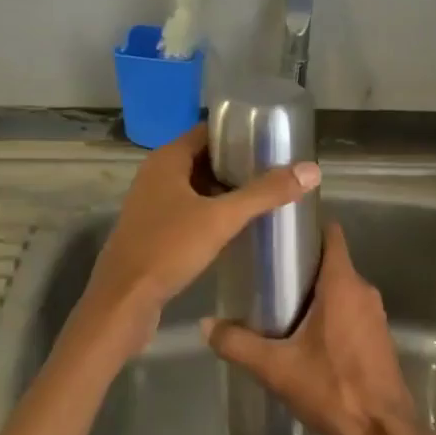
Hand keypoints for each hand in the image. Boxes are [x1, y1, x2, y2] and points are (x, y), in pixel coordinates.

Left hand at [85, 125, 319, 325]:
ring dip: (226, 190)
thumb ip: (265, 193)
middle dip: (238, 164)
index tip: (272, 142)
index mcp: (167, 160)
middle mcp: (156, 175)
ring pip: (197, 187)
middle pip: (204, 159)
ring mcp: (152, 204)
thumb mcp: (221, 218)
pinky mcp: (154, 230)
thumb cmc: (168, 249)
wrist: (123, 302)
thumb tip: (311, 170)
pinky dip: (212, 212)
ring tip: (265, 196)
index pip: (207, 132)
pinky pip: (189, 210)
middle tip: (276, 171)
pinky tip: (238, 226)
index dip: (238, 134)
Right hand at [203, 223, 415, 434]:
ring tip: (280, 303)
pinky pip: (351, 309)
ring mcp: (375, 314)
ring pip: (341, 287)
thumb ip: (237, 344)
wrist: (383, 432)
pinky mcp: (378, 336)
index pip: (331, 234)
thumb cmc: (332, 387)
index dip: (308, 226)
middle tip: (267, 273)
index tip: (280, 233)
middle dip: (302, 264)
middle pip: (332, 261)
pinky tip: (306, 334)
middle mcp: (363, 290)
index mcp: (342, 284)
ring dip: (316, 291)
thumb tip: (204, 325)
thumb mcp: (276, 367)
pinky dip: (330, 311)